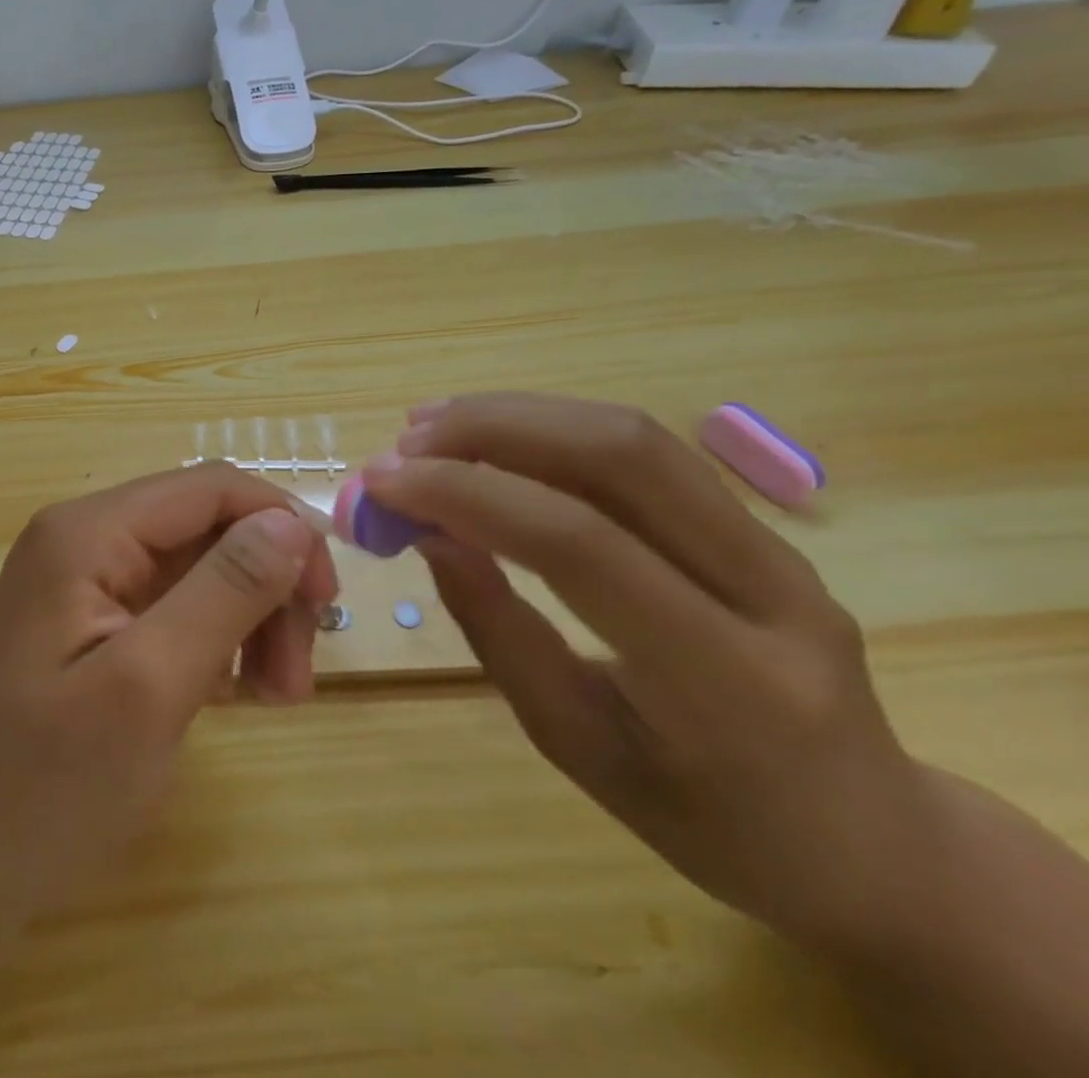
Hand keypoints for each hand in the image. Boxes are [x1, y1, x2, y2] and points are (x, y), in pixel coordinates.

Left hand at [0, 462, 338, 925]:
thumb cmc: (48, 785)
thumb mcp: (150, 685)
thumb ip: (225, 591)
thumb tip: (291, 521)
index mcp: (88, 532)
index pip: (210, 488)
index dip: (281, 527)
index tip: (327, 601)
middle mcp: (87, 537)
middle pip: (209, 528)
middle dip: (267, 588)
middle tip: (295, 677)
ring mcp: (88, 579)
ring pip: (202, 567)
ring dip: (251, 619)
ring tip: (274, 697)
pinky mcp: (96, 619)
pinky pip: (178, 605)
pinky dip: (219, 640)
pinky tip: (230, 694)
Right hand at [365, 393, 937, 959]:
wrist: (873, 839)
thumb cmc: (710, 823)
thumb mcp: (580, 749)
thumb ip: (500, 633)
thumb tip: (429, 534)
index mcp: (727, 683)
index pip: (580, 546)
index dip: (467, 495)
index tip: (381, 483)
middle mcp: (771, 593)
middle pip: (620, 458)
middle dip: (492, 431)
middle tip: (403, 444)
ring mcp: (778, 549)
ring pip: (635, 436)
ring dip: (518, 416)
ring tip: (429, 427)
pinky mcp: (759, 526)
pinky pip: (645, 453)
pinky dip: (553, 428)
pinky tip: (492, 435)